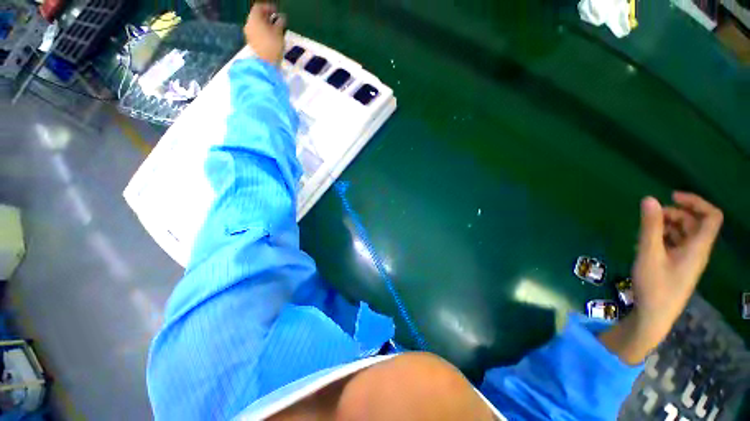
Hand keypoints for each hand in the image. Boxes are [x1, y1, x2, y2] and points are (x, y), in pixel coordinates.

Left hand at [244, 2, 285, 64]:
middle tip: (276, 20)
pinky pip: (257, 33)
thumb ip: (280, 23)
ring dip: (265, 25)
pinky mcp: (251, 43)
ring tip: (275, 30)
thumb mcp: (279, 33)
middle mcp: (249, 24)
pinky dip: (263, 33)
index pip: (259, 7)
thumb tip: (281, 18)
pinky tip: (270, 37)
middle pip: (256, 16)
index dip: (268, 8)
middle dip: (266, 17)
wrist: (265, 64)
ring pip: (256, 25)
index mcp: (254, 18)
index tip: (276, 12)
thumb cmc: (273, 46)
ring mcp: (249, 34)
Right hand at [600, 192, 722, 363]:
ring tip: (645, 231)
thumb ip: (650, 226)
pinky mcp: (678, 266)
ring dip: (668, 225)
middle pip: (696, 223)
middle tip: (651, 216)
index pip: (711, 216)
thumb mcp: (649, 254)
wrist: (654, 316)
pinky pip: (676, 244)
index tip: (672, 197)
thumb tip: (649, 199)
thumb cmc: (655, 286)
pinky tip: (646, 243)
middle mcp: (697, 251)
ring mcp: (688, 260)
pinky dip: (663, 237)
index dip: (696, 202)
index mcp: (698, 247)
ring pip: (685, 233)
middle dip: (675, 214)